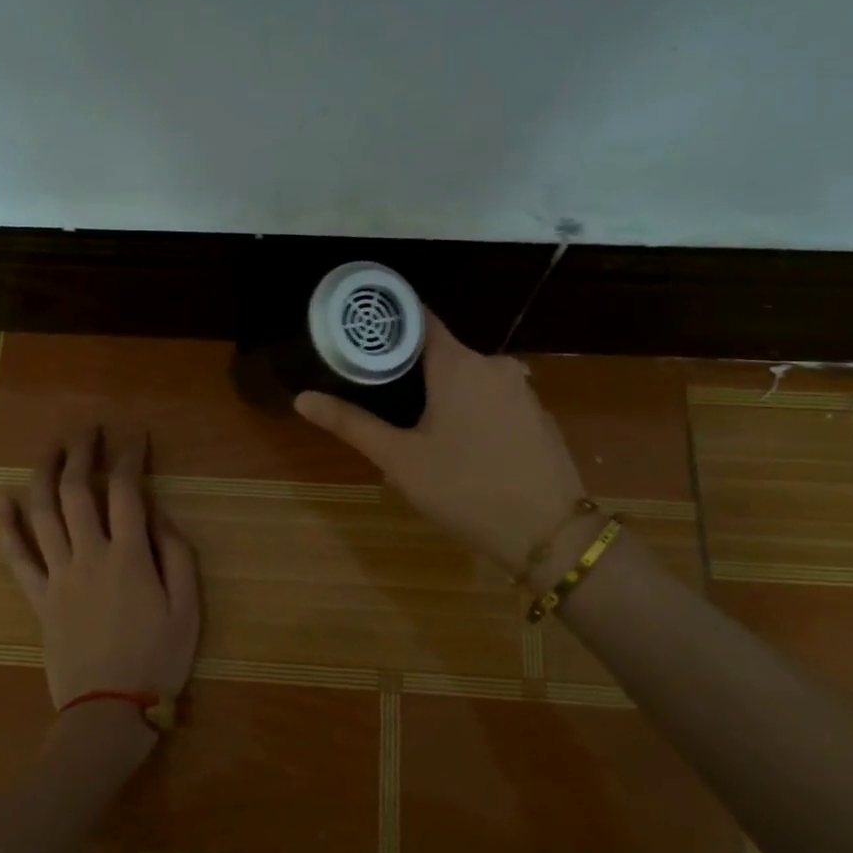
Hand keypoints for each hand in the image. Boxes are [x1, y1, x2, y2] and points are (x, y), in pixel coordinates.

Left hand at [0, 425, 200, 713]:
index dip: (129, 456)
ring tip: (50, 448)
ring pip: (43, 514)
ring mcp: (58, 576)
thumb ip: (177, 555)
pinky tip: (1, 500)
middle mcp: (89, 555)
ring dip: (45, 474)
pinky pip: (17, 558)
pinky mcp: (39, 599)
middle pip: (78, 491)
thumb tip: (157, 514)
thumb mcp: (188, 608)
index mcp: (130, 556)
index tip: (133, 433)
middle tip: (86, 428)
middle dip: (81, 453)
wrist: (109, 712)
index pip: (126, 490)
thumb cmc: (158, 659)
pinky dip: (6, 527)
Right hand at [294, 313, 586, 576]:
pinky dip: (472, 411)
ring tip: (415, 427)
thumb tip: (302, 398)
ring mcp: (522, 390)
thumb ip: (351, 424)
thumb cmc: (465, 489)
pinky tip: (462, 447)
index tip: (360, 335)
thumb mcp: (400, 459)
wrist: (550, 534)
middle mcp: (494, 365)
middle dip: (410, 370)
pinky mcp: (538, 417)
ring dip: (443, 394)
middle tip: (378, 396)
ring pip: (470, 379)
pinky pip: (494, 400)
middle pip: (442, 352)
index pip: (419, 319)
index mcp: (459, 364)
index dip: (388, 323)